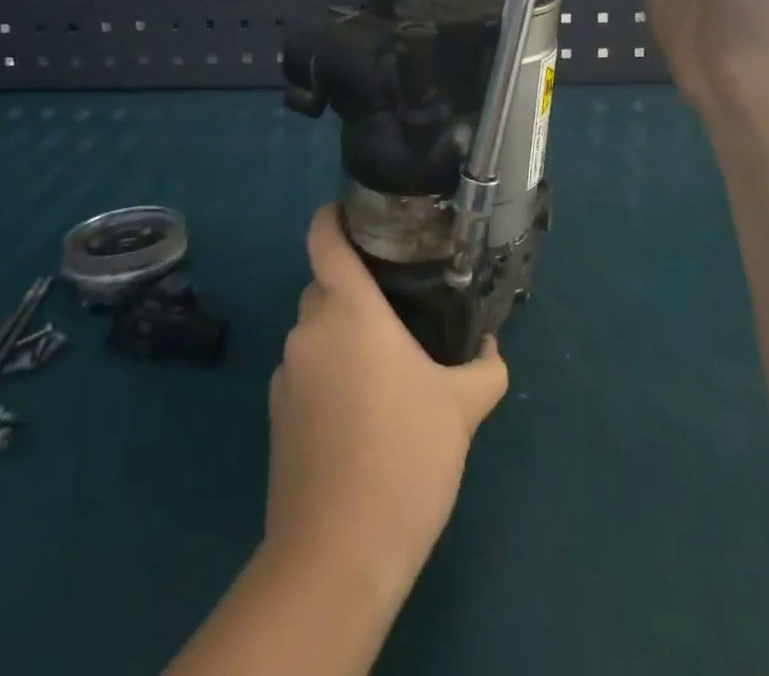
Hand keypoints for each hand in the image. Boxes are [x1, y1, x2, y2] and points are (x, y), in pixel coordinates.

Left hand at [264, 206, 508, 595]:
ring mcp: (287, 373)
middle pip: (324, 285)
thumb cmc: (404, 456)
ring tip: (386, 368)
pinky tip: (360, 415)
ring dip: (343, 336)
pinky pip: (306, 371)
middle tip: (398, 306)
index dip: (332, 216)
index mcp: (348, 309)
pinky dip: (328, 374)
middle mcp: (309, 329)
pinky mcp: (276, 415)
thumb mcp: (462, 408)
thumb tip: (492, 351)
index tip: (356, 214)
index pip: (323, 237)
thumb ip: (484, 370)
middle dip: (355, 288)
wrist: (338, 553)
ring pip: (315, 331)